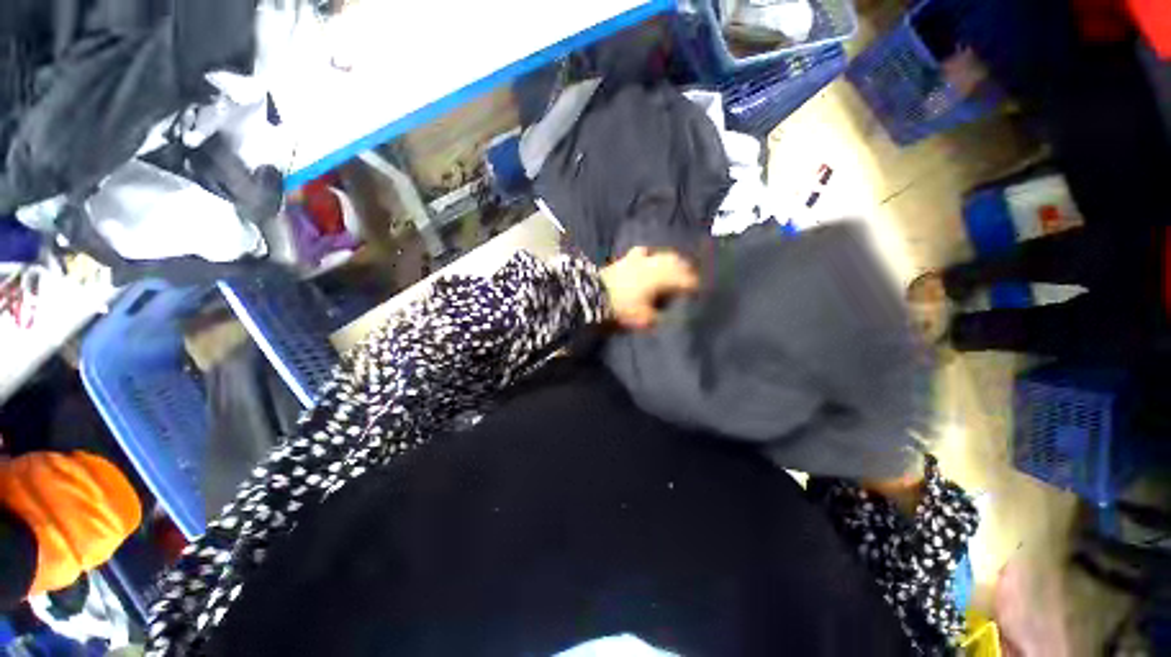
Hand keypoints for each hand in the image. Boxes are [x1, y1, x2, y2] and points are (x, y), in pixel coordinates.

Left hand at [601, 247, 698, 330]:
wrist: (593, 298)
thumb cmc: (621, 309)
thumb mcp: (644, 320)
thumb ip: (661, 317)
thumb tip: (672, 315)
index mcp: (661, 279)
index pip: (685, 280)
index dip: (695, 286)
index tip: (701, 292)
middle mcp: (653, 265)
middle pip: (676, 263)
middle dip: (687, 270)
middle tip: (692, 279)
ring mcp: (638, 260)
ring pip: (662, 255)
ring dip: (671, 261)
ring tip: (675, 268)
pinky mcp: (625, 259)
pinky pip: (642, 252)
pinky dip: (650, 255)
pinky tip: (649, 257)